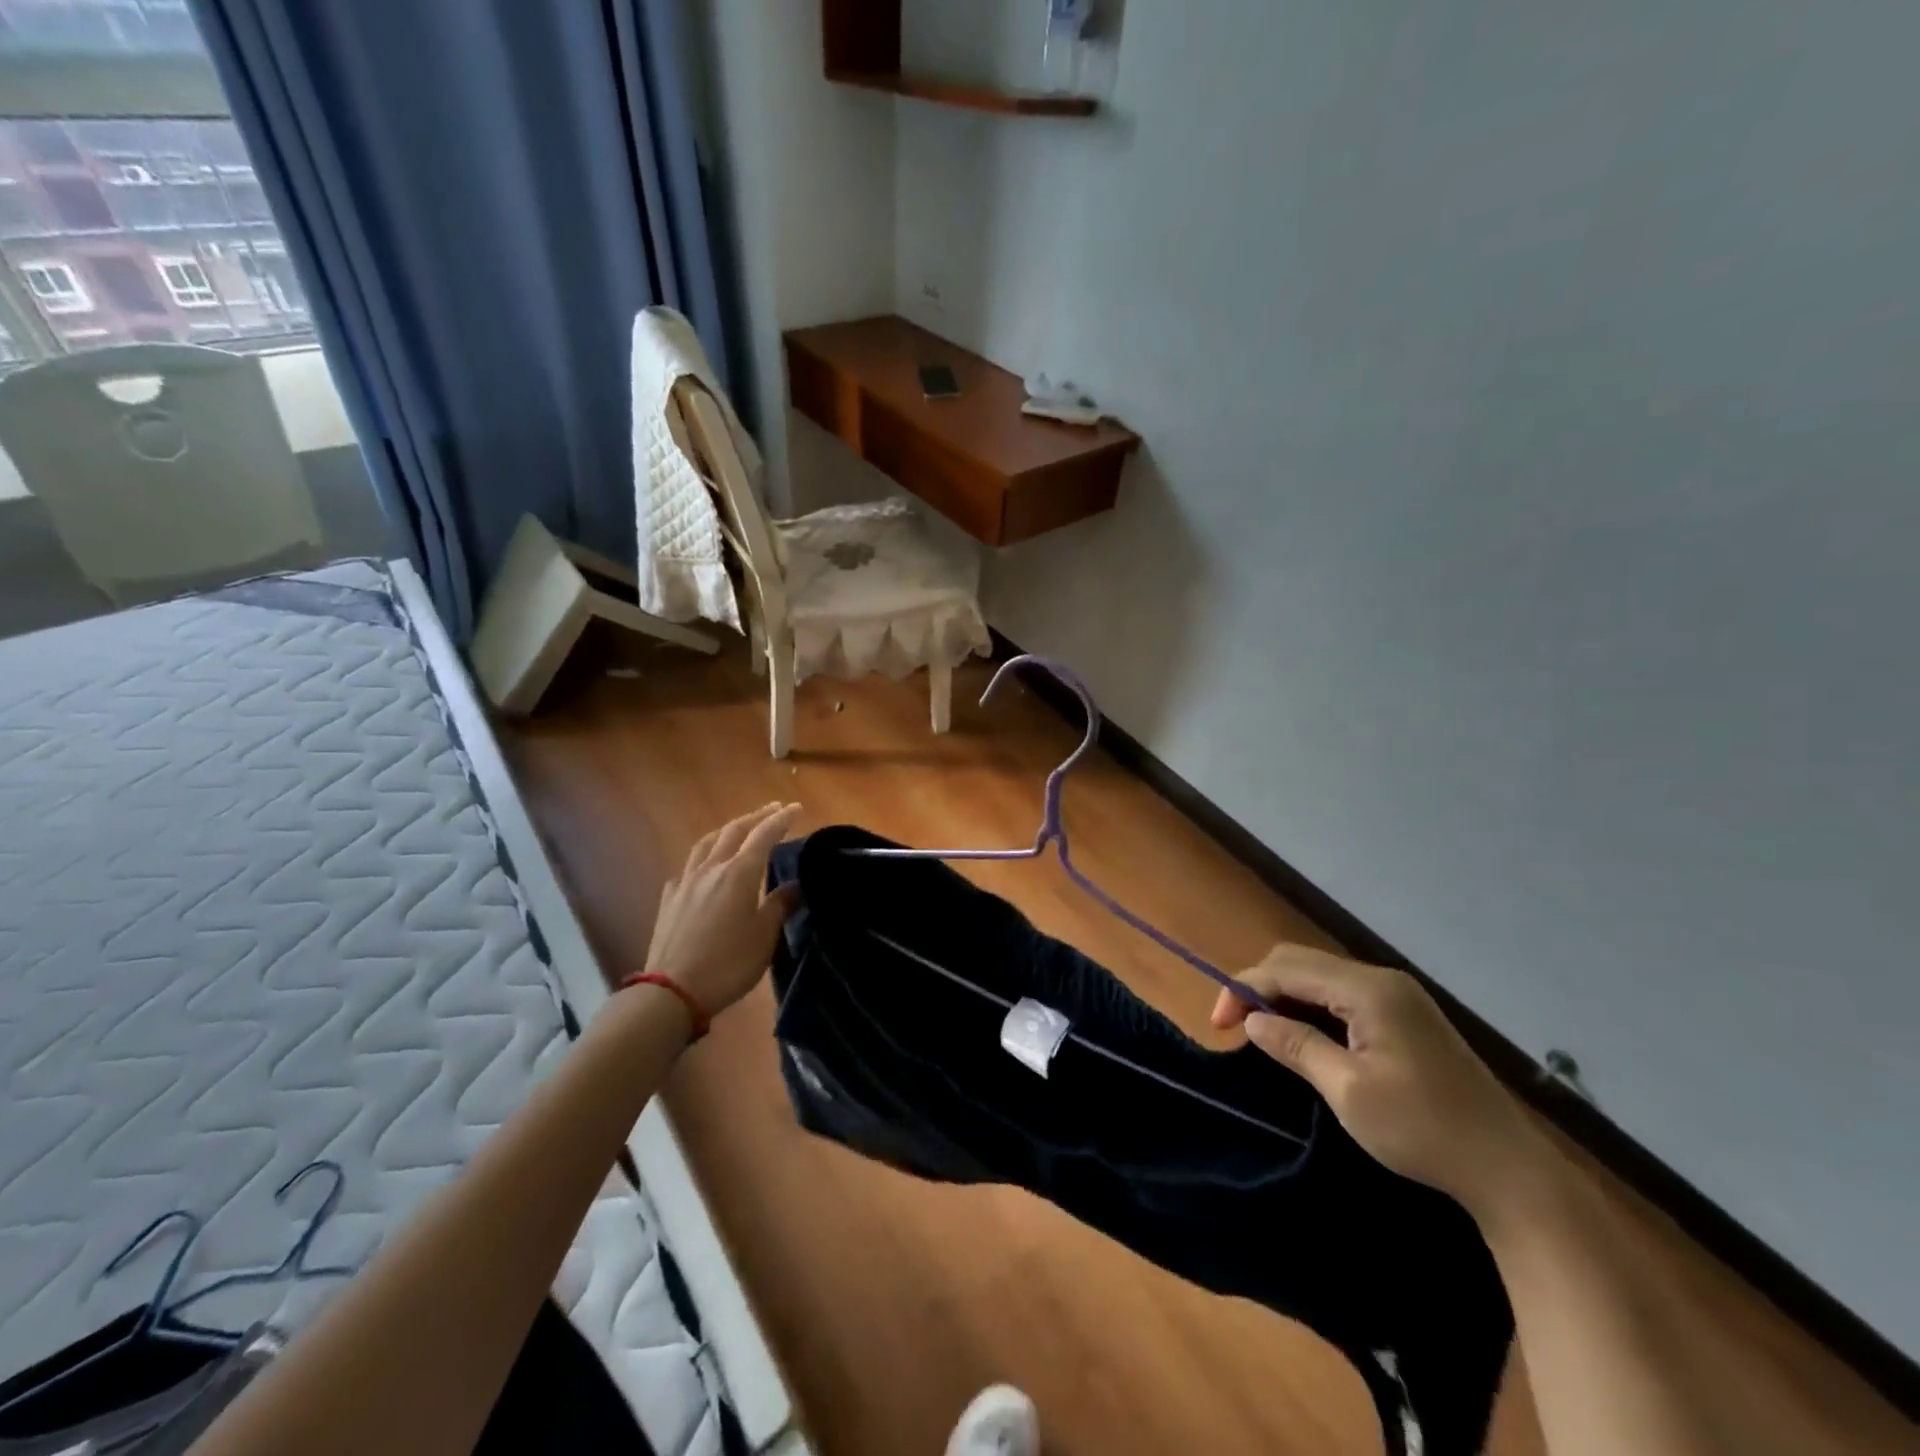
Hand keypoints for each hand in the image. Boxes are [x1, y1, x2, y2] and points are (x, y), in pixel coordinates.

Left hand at [645, 802, 801, 1021]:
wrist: (672, 990)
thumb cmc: (728, 963)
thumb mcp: (764, 936)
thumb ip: (780, 905)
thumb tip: (795, 885)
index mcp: (739, 873)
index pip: (764, 835)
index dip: (781, 819)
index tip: (795, 807)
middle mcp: (712, 868)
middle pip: (734, 831)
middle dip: (756, 817)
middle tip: (773, 809)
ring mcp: (686, 881)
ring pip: (707, 843)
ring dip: (727, 830)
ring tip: (739, 828)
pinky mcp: (670, 898)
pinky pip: (689, 866)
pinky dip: (703, 857)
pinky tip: (705, 867)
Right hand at [1213, 943, 1552, 1220]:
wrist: (1511, 1170)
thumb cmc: (1424, 1131)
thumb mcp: (1348, 1092)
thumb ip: (1296, 1046)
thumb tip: (1253, 1020)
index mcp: (1368, 990)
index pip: (1286, 969)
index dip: (1243, 988)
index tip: (1217, 1025)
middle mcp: (1381, 979)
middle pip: (1300, 962)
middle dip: (1259, 986)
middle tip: (1236, 1026)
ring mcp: (1397, 996)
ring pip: (1320, 976)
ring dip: (1284, 995)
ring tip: (1261, 1030)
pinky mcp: (1405, 1016)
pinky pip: (1341, 995)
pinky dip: (1310, 1006)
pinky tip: (1301, 1033)